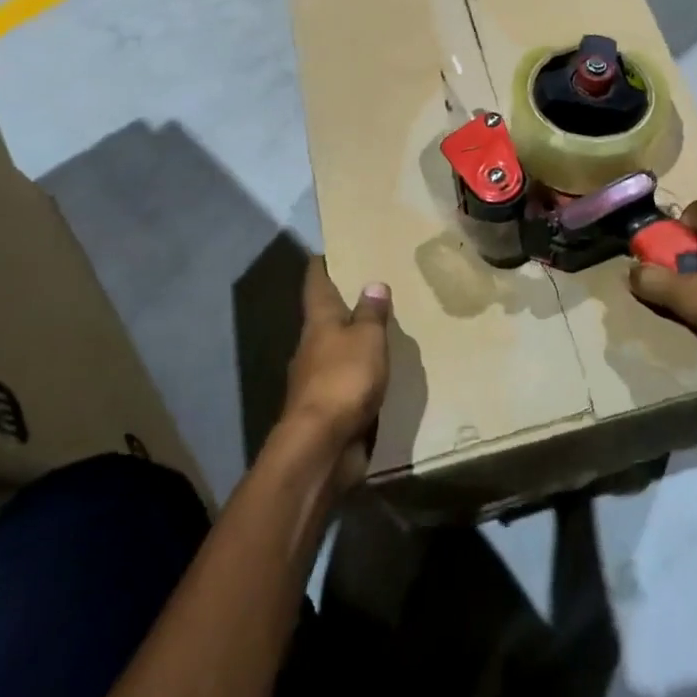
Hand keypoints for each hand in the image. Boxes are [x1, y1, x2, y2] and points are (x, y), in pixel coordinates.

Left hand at [281, 257, 390, 488]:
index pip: (316, 283)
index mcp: (319, 322)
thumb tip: (373, 284)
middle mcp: (313, 345)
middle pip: (325, 316)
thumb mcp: (367, 338)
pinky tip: (380, 370)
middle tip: (371, 286)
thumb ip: (371, 313)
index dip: (322, 265)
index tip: (329, 250)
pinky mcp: (329, 407)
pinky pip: (348, 380)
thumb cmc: (344, 379)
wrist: (322, 446)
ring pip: (337, 349)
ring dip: (354, 339)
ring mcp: (318, 378)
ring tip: (383, 328)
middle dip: (343, 302)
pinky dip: (361, 371)